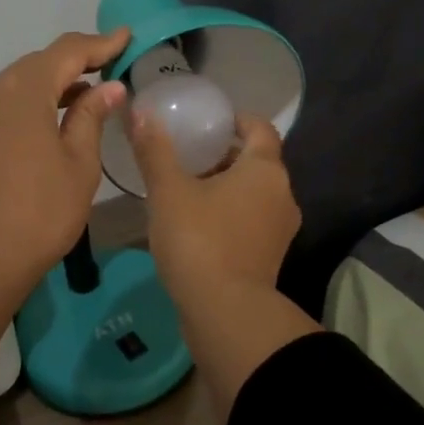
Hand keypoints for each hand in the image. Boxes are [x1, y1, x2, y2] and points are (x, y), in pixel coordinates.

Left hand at [0, 30, 129, 343]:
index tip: (125, 38)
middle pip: (37, 65)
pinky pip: (3, 106)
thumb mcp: (78, 165)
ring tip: (88, 93)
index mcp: (20, 93)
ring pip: (18, 85)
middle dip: (75, 62)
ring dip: (52, 84)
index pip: (65, 52)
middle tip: (111, 64)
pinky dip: (31, 104)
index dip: (99, 44)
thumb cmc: (38, 214)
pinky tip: (53, 119)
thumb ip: (91, 117)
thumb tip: (108, 87)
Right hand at [130, 109, 318, 408]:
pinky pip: (252, 221)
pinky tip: (197, 223)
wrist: (225, 312)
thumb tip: (140, 111)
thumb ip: (155, 150)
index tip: (211, 121)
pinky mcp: (270, 257)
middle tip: (189, 154)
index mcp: (265, 170)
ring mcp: (280, 229)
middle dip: (225, 155)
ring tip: (188, 188)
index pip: (260, 128)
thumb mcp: (169, 191)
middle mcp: (283, 195)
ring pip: (255, 194)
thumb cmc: (199, 240)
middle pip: (257, 162)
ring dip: (227, 186)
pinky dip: (230, 213)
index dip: (237, 120)